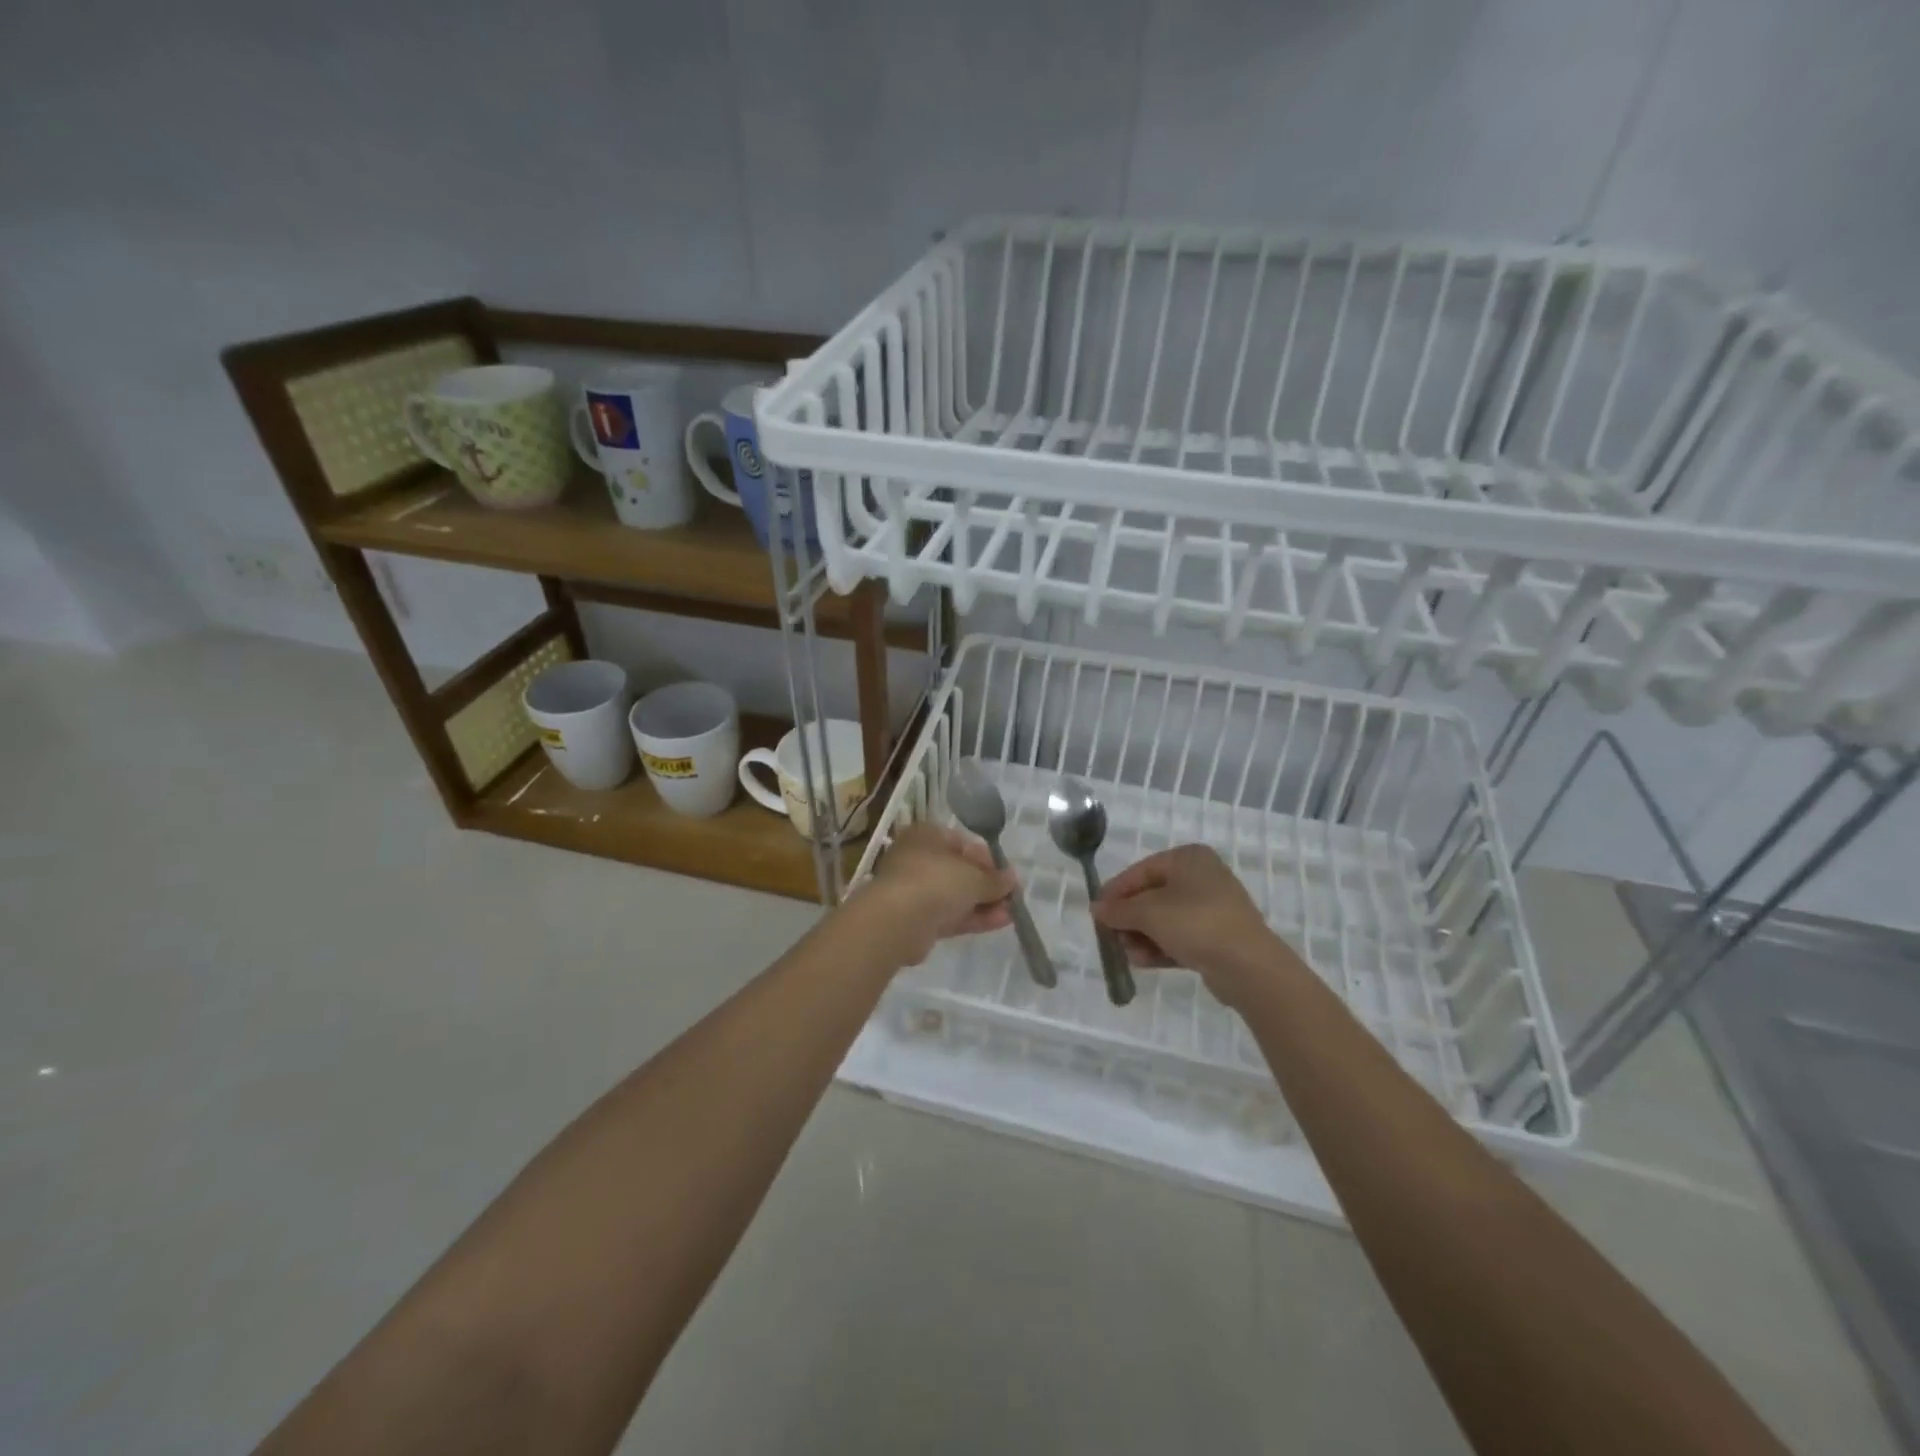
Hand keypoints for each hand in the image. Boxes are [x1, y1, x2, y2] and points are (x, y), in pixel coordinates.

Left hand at [857, 822, 1015, 964]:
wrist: (898, 921)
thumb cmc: (936, 881)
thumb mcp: (974, 876)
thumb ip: (995, 879)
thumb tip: (1012, 879)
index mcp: (926, 836)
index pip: (961, 842)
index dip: (987, 858)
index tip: (1006, 873)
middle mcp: (918, 859)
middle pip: (959, 870)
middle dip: (987, 884)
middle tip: (1011, 895)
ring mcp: (916, 891)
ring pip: (955, 895)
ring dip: (984, 903)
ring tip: (1012, 911)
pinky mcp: (917, 920)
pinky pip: (951, 915)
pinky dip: (974, 917)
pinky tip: (1001, 922)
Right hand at [1093, 845, 1298, 1005]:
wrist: (1248, 965)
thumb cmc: (1195, 923)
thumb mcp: (1148, 913)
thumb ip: (1119, 910)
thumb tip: (1096, 908)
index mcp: (1188, 858)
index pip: (1141, 871)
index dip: (1116, 891)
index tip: (1096, 912)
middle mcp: (1202, 877)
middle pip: (1152, 896)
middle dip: (1129, 919)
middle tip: (1111, 936)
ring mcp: (1212, 908)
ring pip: (1165, 919)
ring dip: (1142, 936)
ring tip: (1128, 955)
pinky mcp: (1217, 937)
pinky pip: (1180, 937)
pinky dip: (1160, 947)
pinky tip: (1143, 962)